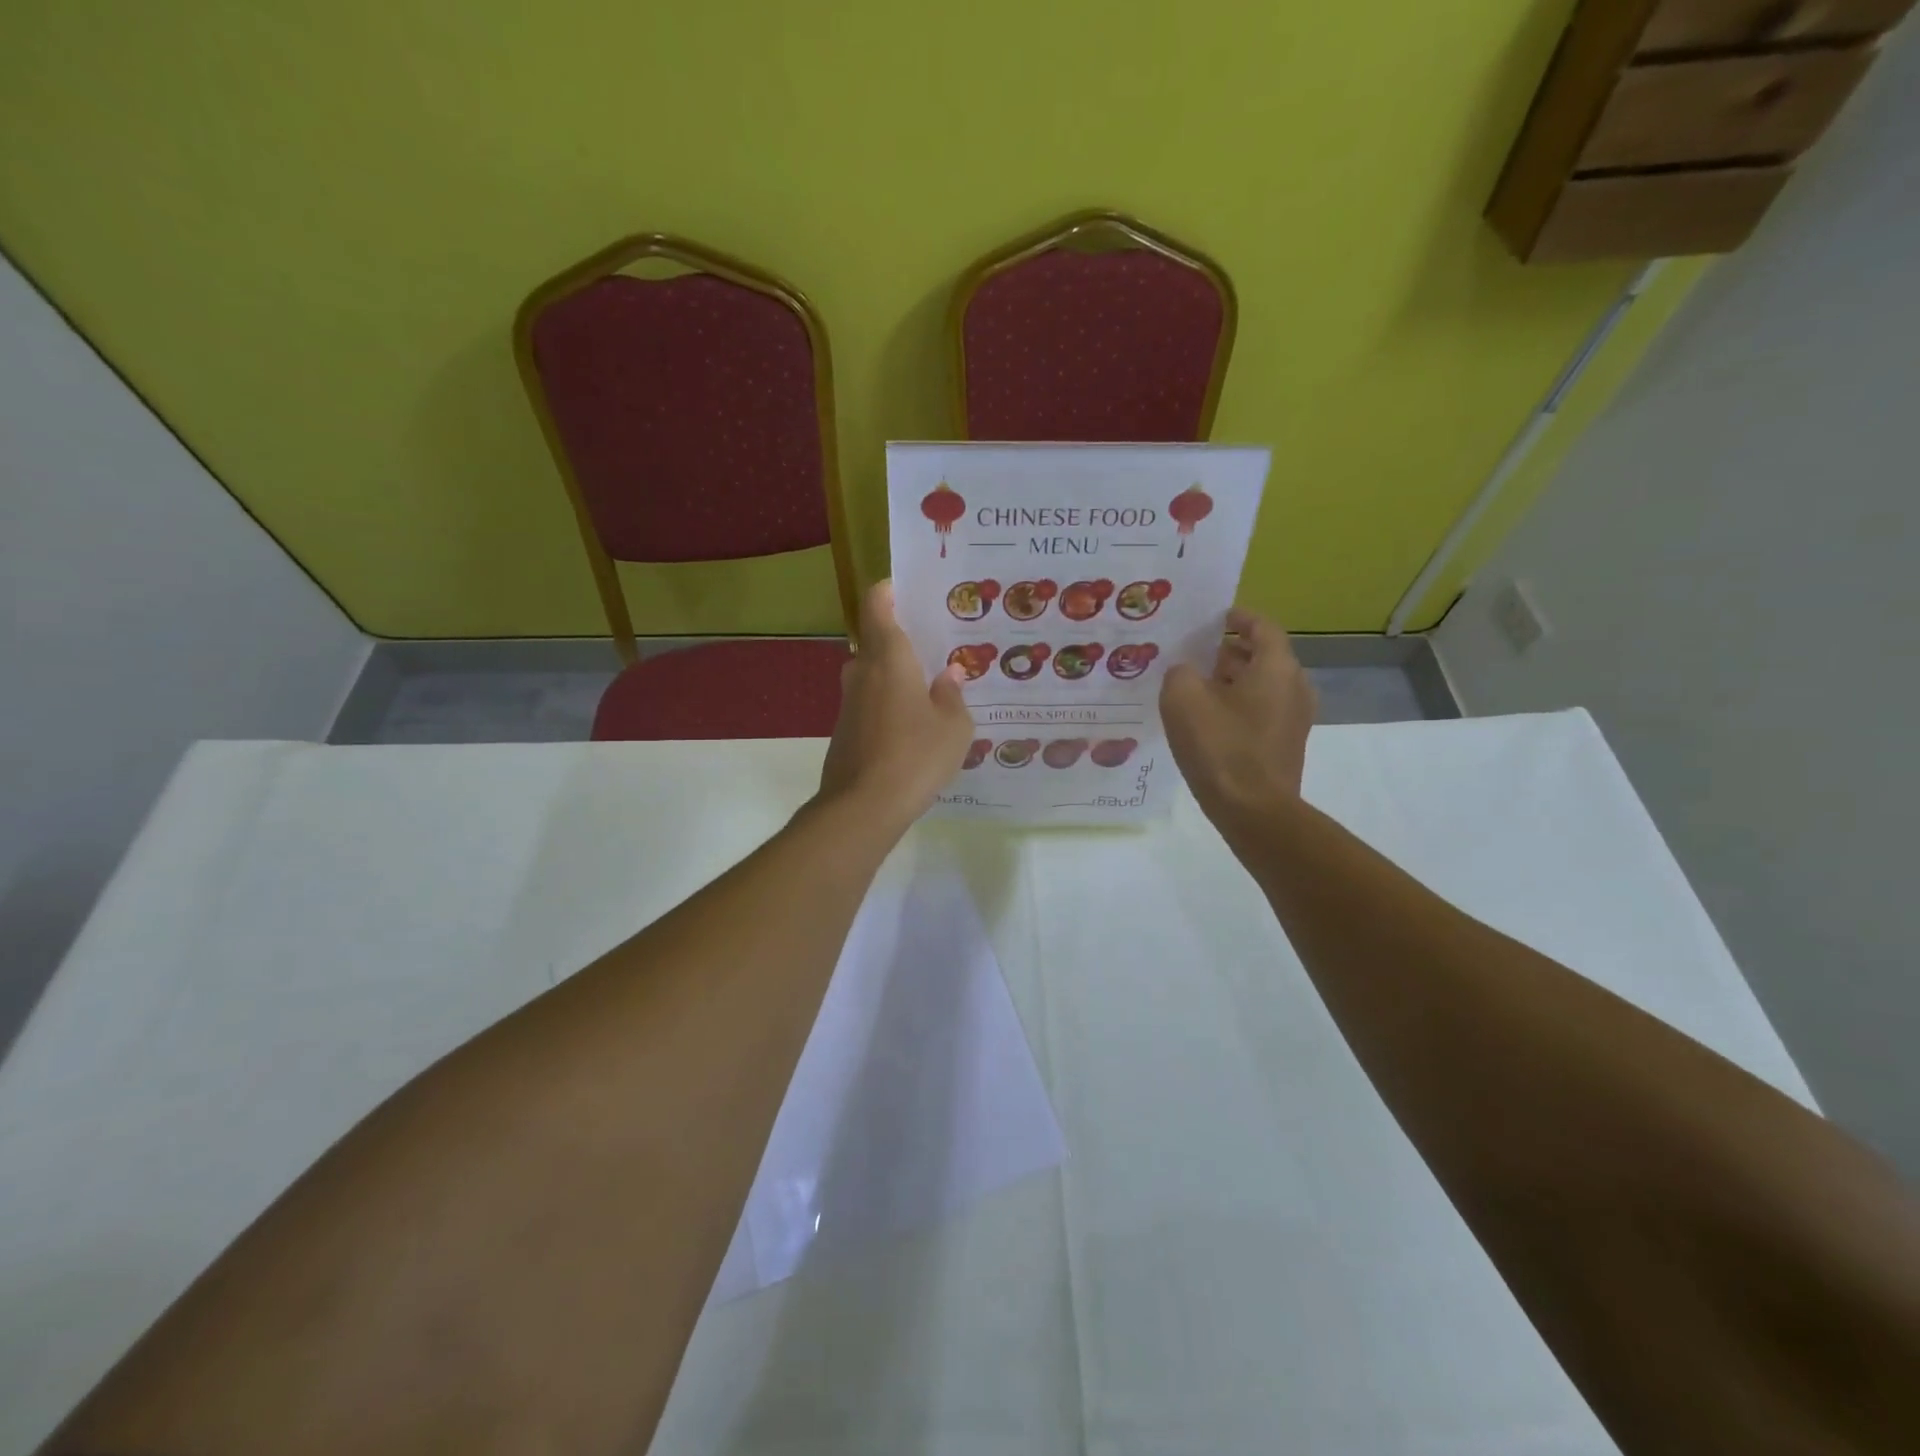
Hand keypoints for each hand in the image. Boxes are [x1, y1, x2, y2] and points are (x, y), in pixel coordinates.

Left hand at [817, 579, 973, 828]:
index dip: (887, 591)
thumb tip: (948, 675)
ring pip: (871, 674)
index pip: (876, 606)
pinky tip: (912, 726)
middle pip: (874, 640)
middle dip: (900, 638)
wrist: (863, 807)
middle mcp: (862, 672)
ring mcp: (848, 703)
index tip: (906, 590)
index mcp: (889, 658)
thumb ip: (952, 696)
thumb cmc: (915, 756)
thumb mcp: (954, 728)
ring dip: (894, 674)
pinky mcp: (844, 731)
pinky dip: (887, 703)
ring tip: (928, 687)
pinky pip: (869, 703)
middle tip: (933, 645)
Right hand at [1161, 608, 1315, 824]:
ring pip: (1262, 685)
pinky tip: (1207, 719)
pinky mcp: (1285, 744)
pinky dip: (1238, 704)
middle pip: (1263, 656)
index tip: (1213, 616)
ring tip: (1195, 685)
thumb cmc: (1220, 747)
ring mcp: (1295, 718)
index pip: (1262, 626)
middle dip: (1230, 650)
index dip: (1238, 617)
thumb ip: (1180, 672)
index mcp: (1276, 667)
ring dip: (1232, 679)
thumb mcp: (1182, 699)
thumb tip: (1186, 672)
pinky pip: (1262, 710)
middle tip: (1195, 653)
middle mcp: (1294, 686)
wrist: (1253, 810)